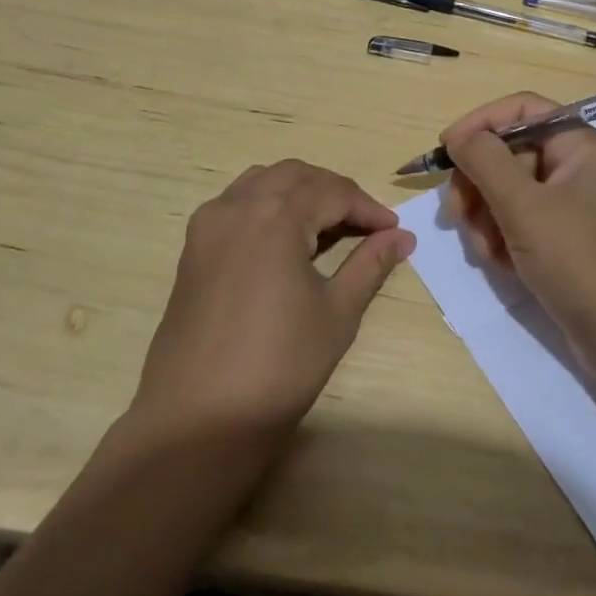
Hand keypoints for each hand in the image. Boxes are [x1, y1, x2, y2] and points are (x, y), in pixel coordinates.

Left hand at [134, 160, 414, 442]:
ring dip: (299, 192)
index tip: (393, 230)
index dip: (368, 209)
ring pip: (262, 181)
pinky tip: (282, 238)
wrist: (197, 420)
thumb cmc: (278, 366)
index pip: (334, 192)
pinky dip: (266, 204)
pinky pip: (236, 202)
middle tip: (364, 225)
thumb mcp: (337, 313)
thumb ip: (370, 264)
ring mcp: (209, 224)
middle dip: (334, 192)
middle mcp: (238, 205)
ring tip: (327, 226)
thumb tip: (402, 236)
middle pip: (296, 176)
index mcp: (276, 215)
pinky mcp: (193, 247)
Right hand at [442, 93, 595, 367]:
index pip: (522, 110)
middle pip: (512, 153)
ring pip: (512, 191)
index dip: (480, 124)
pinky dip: (505, 237)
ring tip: (484, 251)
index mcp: (583, 146)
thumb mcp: (524, 206)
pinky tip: (500, 264)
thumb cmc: (579, 261)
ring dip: (487, 216)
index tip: (445, 150)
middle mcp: (582, 168)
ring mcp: (577, 206)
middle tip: (455, 214)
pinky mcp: (570, 240)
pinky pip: (524, 221)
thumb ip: (485, 161)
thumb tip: (459, 137)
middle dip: (479, 183)